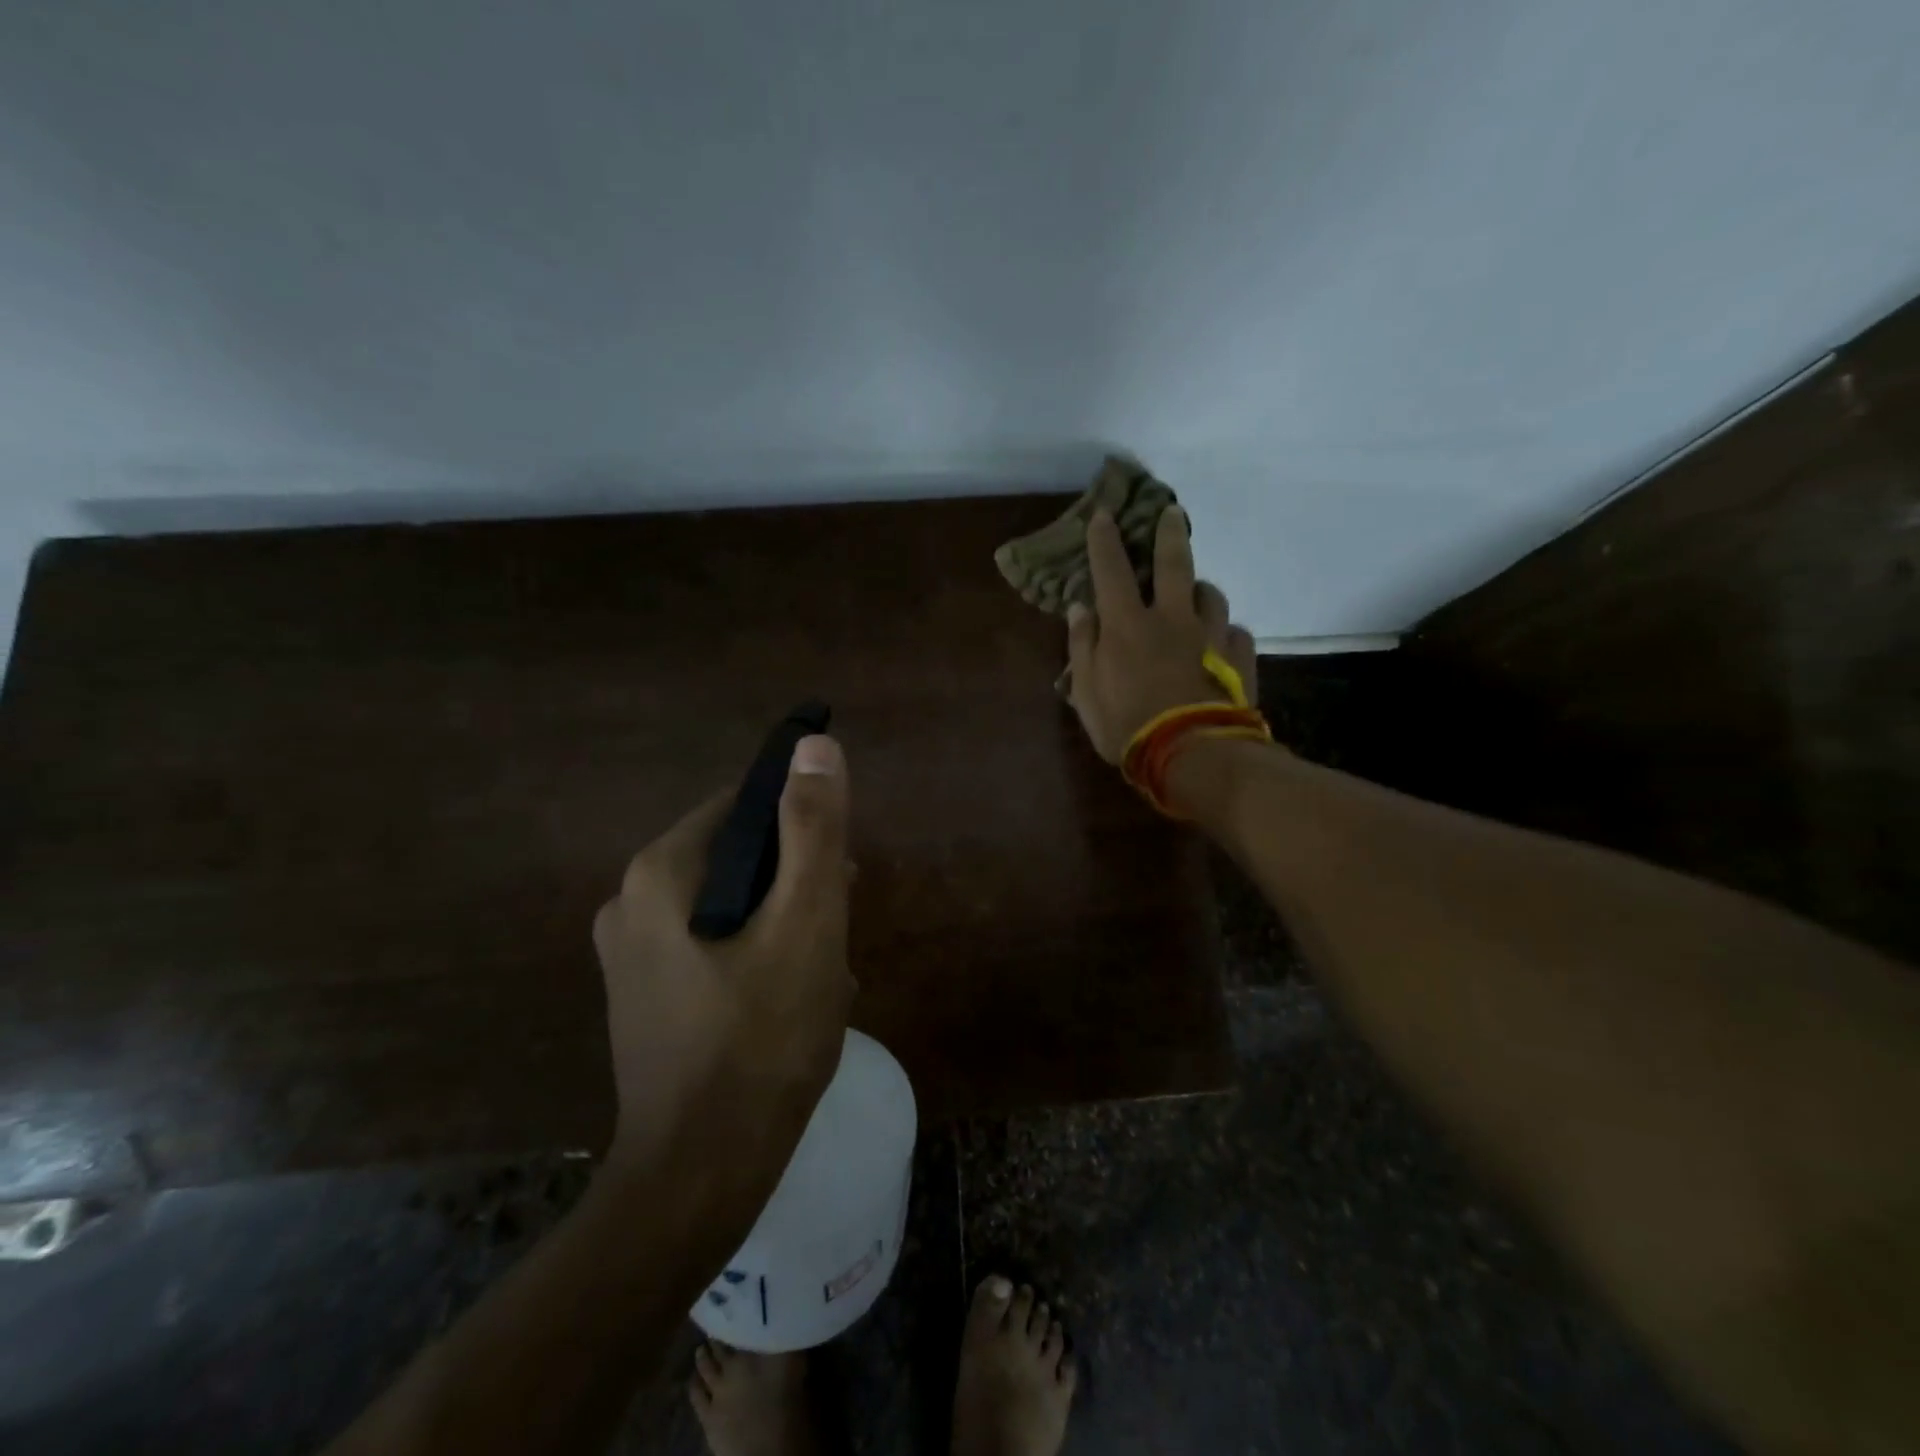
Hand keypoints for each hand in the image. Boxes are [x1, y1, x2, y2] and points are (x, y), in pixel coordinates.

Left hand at [592, 735, 854, 1193]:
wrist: (701, 1176)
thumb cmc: (762, 1038)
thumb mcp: (805, 921)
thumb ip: (812, 829)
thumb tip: (813, 745)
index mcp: (660, 872)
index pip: (743, 809)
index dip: (801, 832)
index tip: (840, 878)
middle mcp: (630, 903)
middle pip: (739, 860)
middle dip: (796, 888)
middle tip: (835, 935)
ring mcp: (632, 956)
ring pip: (733, 908)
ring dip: (785, 927)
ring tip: (824, 977)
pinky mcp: (646, 998)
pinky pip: (716, 949)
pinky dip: (758, 959)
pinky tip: (792, 1002)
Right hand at [1066, 506, 1257, 762]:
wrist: (1194, 754)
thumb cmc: (1128, 726)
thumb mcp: (1087, 693)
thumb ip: (1083, 648)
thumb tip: (1080, 609)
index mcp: (1128, 625)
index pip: (1112, 570)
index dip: (1104, 541)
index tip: (1103, 514)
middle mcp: (1172, 619)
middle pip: (1174, 564)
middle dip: (1169, 534)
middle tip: (1172, 512)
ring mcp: (1212, 636)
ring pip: (1210, 595)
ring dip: (1199, 589)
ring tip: (1196, 594)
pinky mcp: (1240, 658)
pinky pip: (1236, 634)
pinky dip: (1226, 633)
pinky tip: (1222, 644)